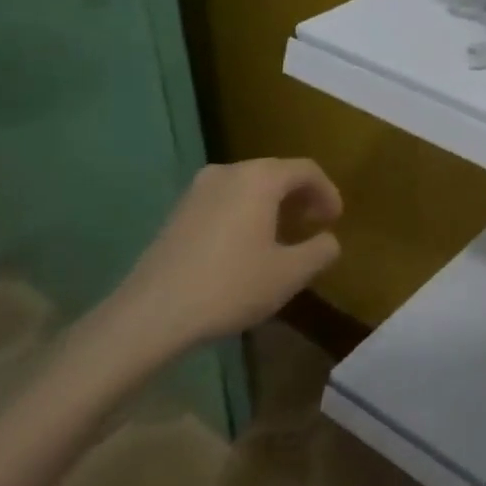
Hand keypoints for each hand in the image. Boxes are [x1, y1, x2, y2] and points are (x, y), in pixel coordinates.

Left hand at [105, 158, 342, 358]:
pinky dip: (246, 213)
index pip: (306, 170)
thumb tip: (328, 240)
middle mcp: (229, 172)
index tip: (335, 220)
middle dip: (300, 197)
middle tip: (313, 225)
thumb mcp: (290, 274)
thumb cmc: (230, 286)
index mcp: (260, 178)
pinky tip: (246, 246)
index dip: (328, 192)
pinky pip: (225, 200)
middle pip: (276, 173)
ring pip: (248, 186)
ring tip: (282, 237)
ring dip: (272, 205)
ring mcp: (198, 190)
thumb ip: (320, 251)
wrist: (151, 315)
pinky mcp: (178, 212)